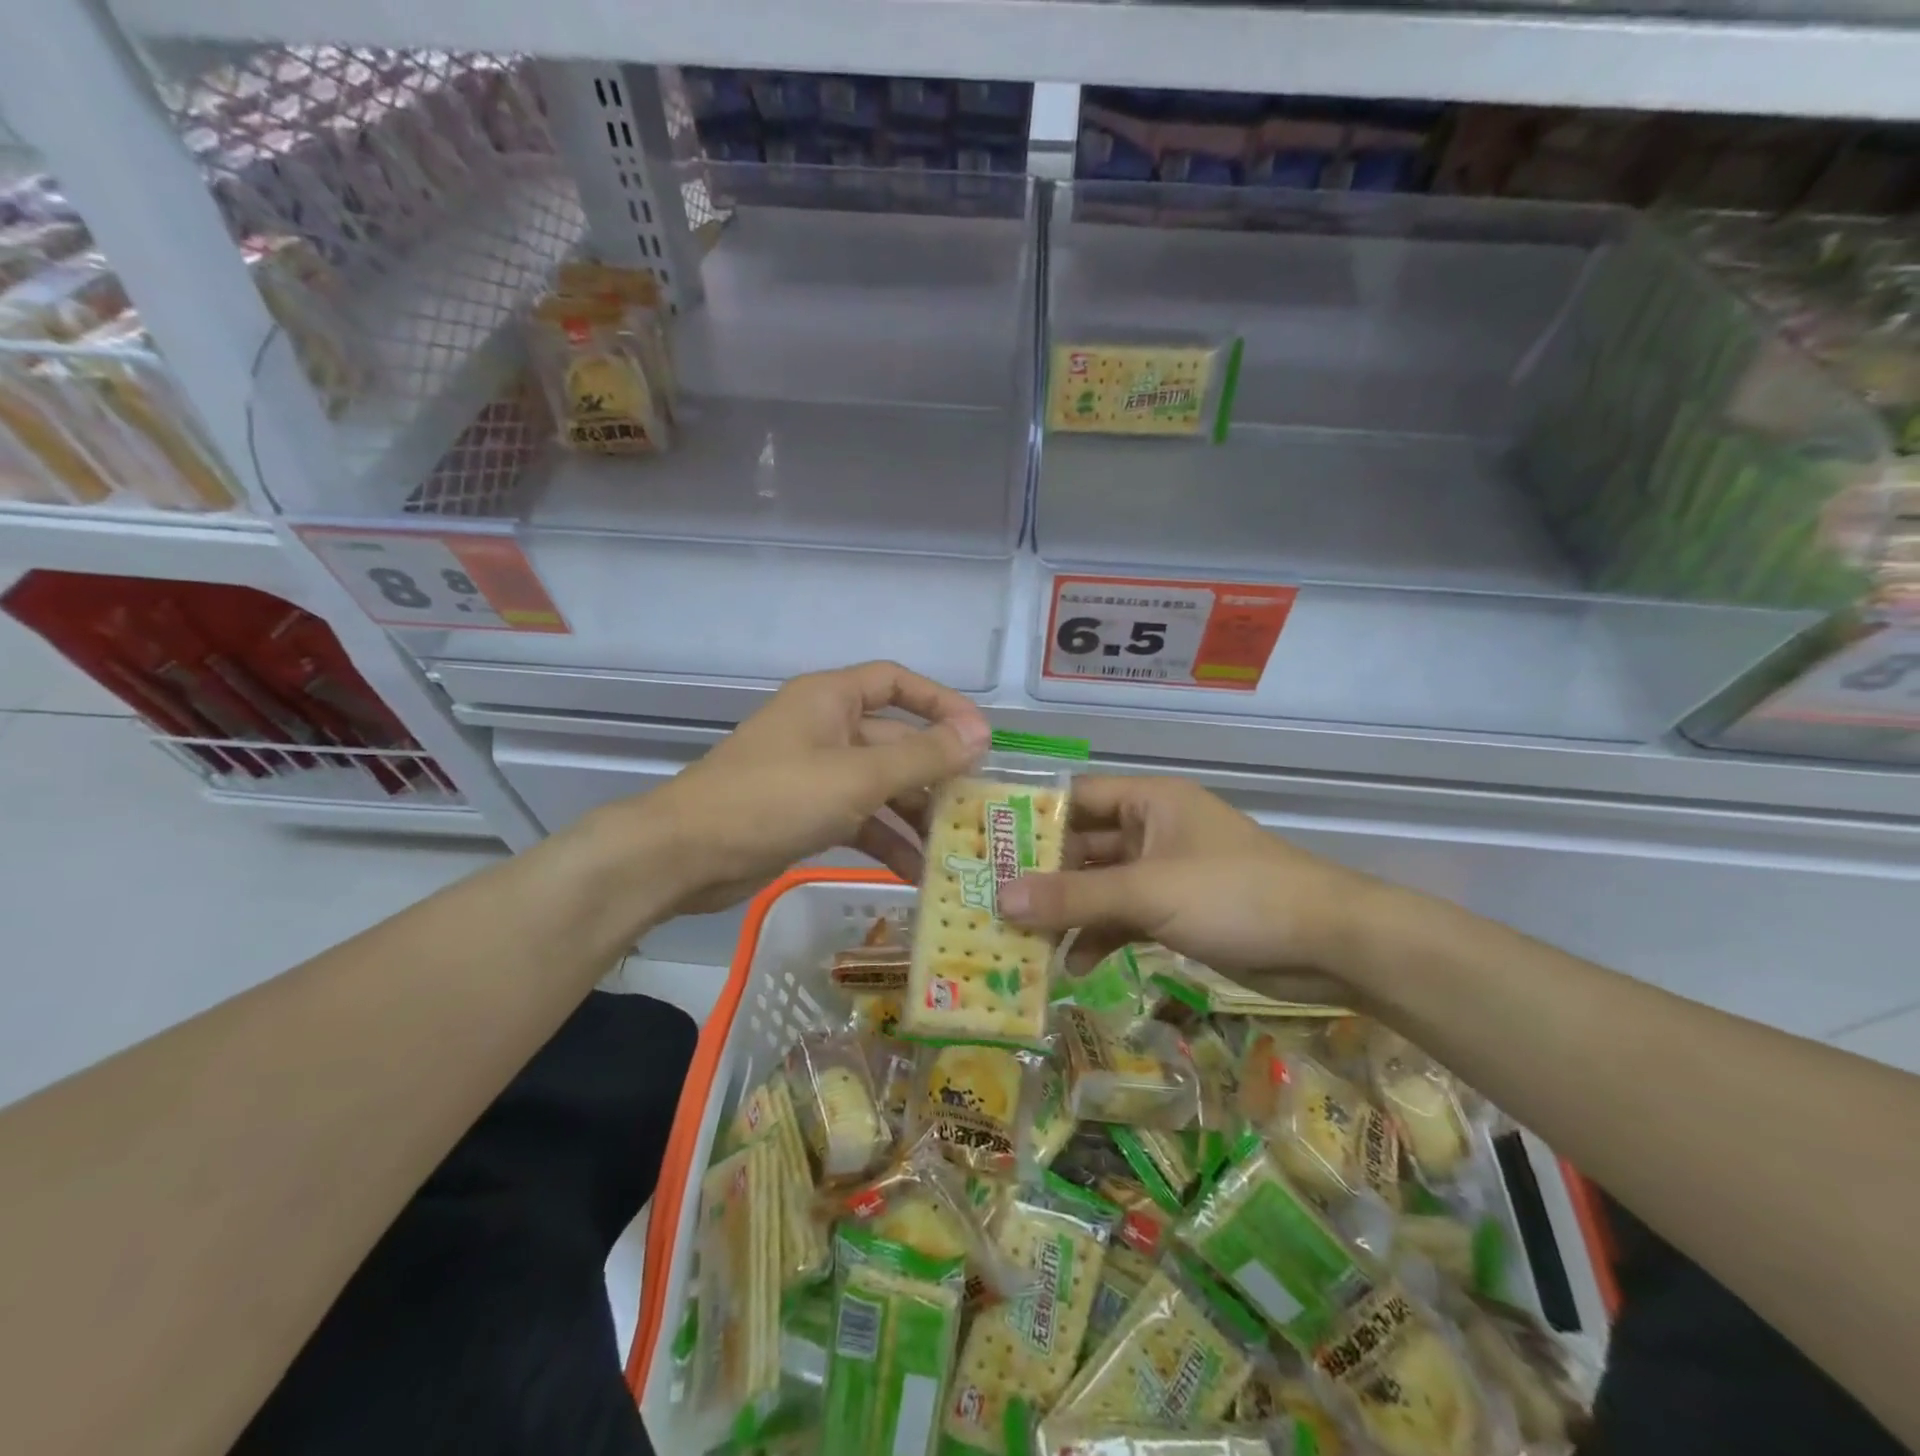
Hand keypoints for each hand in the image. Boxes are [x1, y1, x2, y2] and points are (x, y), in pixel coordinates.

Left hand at [633, 661, 989, 914]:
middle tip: (975, 809)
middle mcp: (826, 729)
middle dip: (935, 774)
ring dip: (914, 815)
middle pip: (895, 741)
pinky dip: (886, 840)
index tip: (979, 738)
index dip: (942, 704)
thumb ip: (922, 757)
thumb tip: (980, 735)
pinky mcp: (807, 814)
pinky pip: (860, 819)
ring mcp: (816, 773)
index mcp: (831, 700)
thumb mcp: (857, 777)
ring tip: (953, 849)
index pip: (897, 683)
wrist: (686, 855)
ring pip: (880, 786)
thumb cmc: (774, 798)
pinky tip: (915, 872)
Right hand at [997, 775, 1380, 977]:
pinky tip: (1072, 964)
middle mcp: (1152, 830)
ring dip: (1067, 913)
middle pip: (1083, 848)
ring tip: (1022, 941)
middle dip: (1042, 877)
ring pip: (1100, 888)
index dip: (1031, 820)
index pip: (1076, 799)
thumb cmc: (1234, 895)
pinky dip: (1099, 937)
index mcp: (1149, 802)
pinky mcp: (1176, 913)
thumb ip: (1074, 897)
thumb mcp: (1147, 892)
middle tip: (991, 902)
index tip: (985, 846)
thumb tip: (1000, 900)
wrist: (1327, 943)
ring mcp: (1164, 874)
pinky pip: (1124, 919)